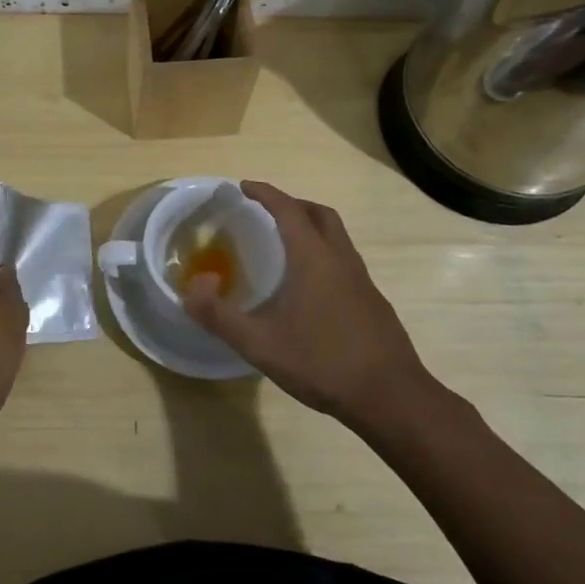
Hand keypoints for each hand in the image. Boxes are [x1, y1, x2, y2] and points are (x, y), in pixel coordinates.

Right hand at [184, 182, 440, 423]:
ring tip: (285, 245)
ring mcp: (362, 280)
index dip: (265, 193)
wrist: (391, 397)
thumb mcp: (260, 344)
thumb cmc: (323, 363)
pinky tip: (309, 287)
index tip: (243, 186)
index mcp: (314, 258)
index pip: (288, 210)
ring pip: (336, 237)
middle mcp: (341, 259)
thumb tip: (193, 286)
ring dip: (311, 228)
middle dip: (291, 204)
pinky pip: (344, 261)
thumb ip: (219, 315)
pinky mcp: (372, 301)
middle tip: (266, 211)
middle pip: (319, 214)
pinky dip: (323, 254)